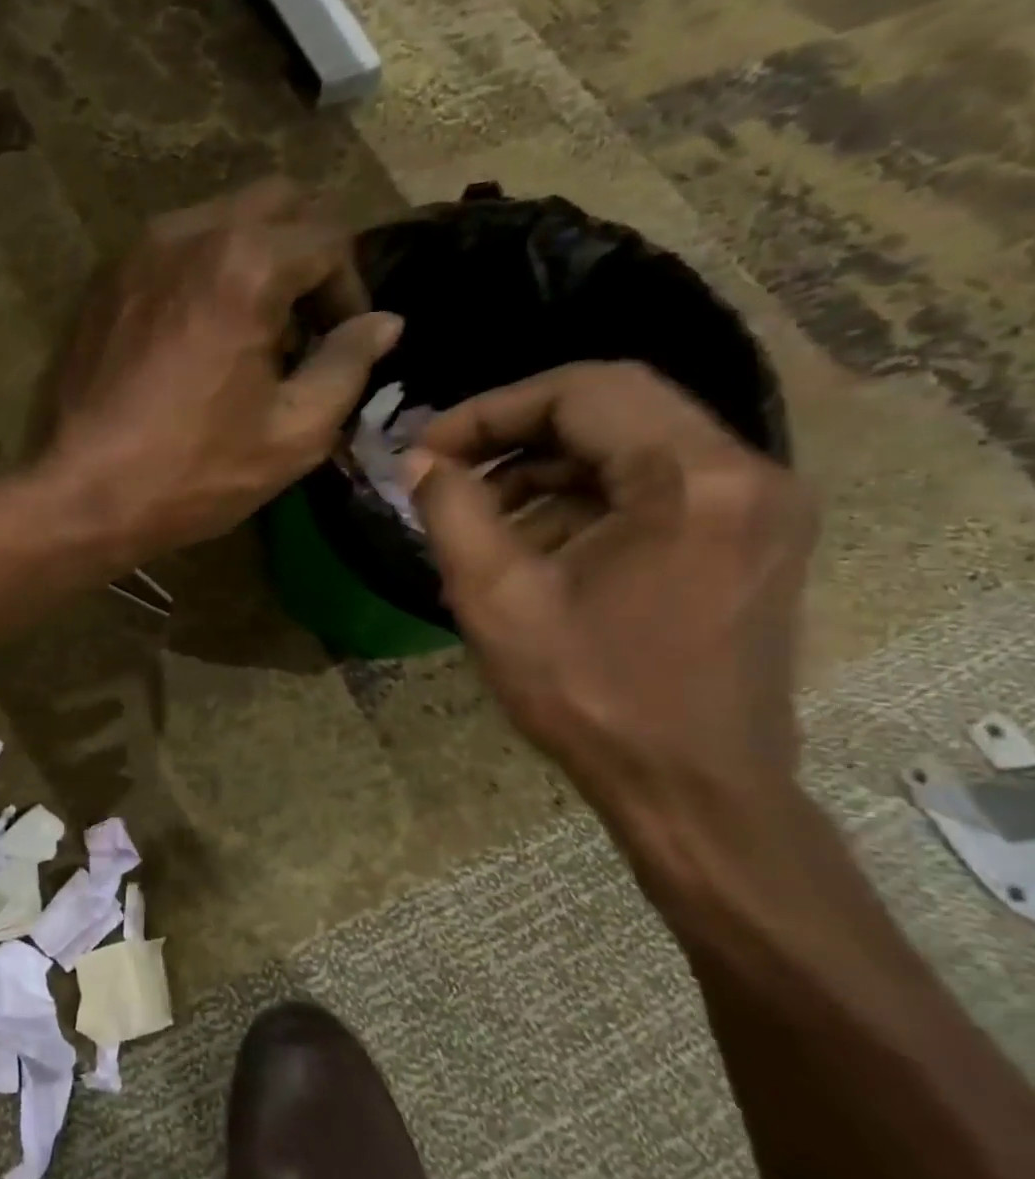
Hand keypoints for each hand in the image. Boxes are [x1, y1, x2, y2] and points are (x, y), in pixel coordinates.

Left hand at [39, 178, 400, 560]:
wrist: (79, 495)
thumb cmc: (191, 472)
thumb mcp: (292, 433)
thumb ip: (348, 365)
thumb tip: (384, 322)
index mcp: (245, 263)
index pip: (329, 239)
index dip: (351, 290)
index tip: (344, 343)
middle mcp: (187, 233)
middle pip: (276, 203)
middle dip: (306, 255)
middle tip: (305, 325)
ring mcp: (135, 253)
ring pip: (219, 221)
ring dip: (253, 260)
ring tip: (251, 335)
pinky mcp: (102, 282)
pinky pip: (171, 251)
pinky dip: (202, 274)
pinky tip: (197, 338)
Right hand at [407, 362, 819, 905]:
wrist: (693, 789)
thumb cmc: (589, 695)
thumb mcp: (495, 598)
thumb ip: (451, 510)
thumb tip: (422, 461)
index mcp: (693, 479)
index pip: (584, 390)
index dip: (491, 410)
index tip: (429, 450)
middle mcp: (746, 473)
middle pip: (613, 407)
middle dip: (514, 433)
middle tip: (446, 470)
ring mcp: (757, 506)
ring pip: (631, 446)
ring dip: (545, 468)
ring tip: (478, 517)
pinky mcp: (749, 538)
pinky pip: (654, 487)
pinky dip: (583, 499)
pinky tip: (530, 546)